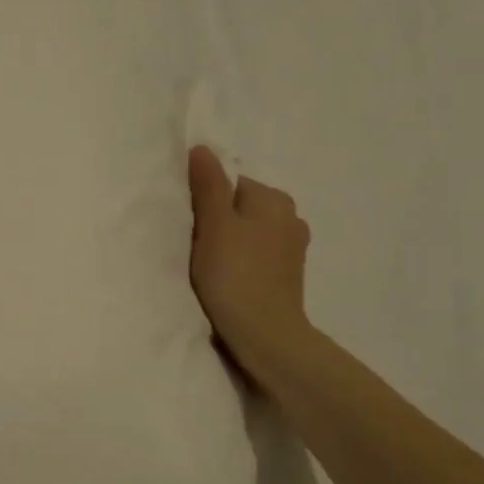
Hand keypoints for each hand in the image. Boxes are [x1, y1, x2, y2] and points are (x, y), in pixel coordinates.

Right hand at [188, 146, 313, 379]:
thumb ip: (207, 185)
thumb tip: (202, 149)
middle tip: (197, 246)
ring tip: (211, 266)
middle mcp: (290, 216)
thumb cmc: (234, 273)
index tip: (191, 226)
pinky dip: (241, 261)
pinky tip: (228, 279)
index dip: (205, 202)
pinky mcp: (288, 273)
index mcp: (274, 198)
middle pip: (239, 207)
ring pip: (248, 231)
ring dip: (229, 243)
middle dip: (218, 222)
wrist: (264, 334)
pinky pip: (256, 254)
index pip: (229, 184)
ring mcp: (292, 247)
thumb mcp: (213, 224)